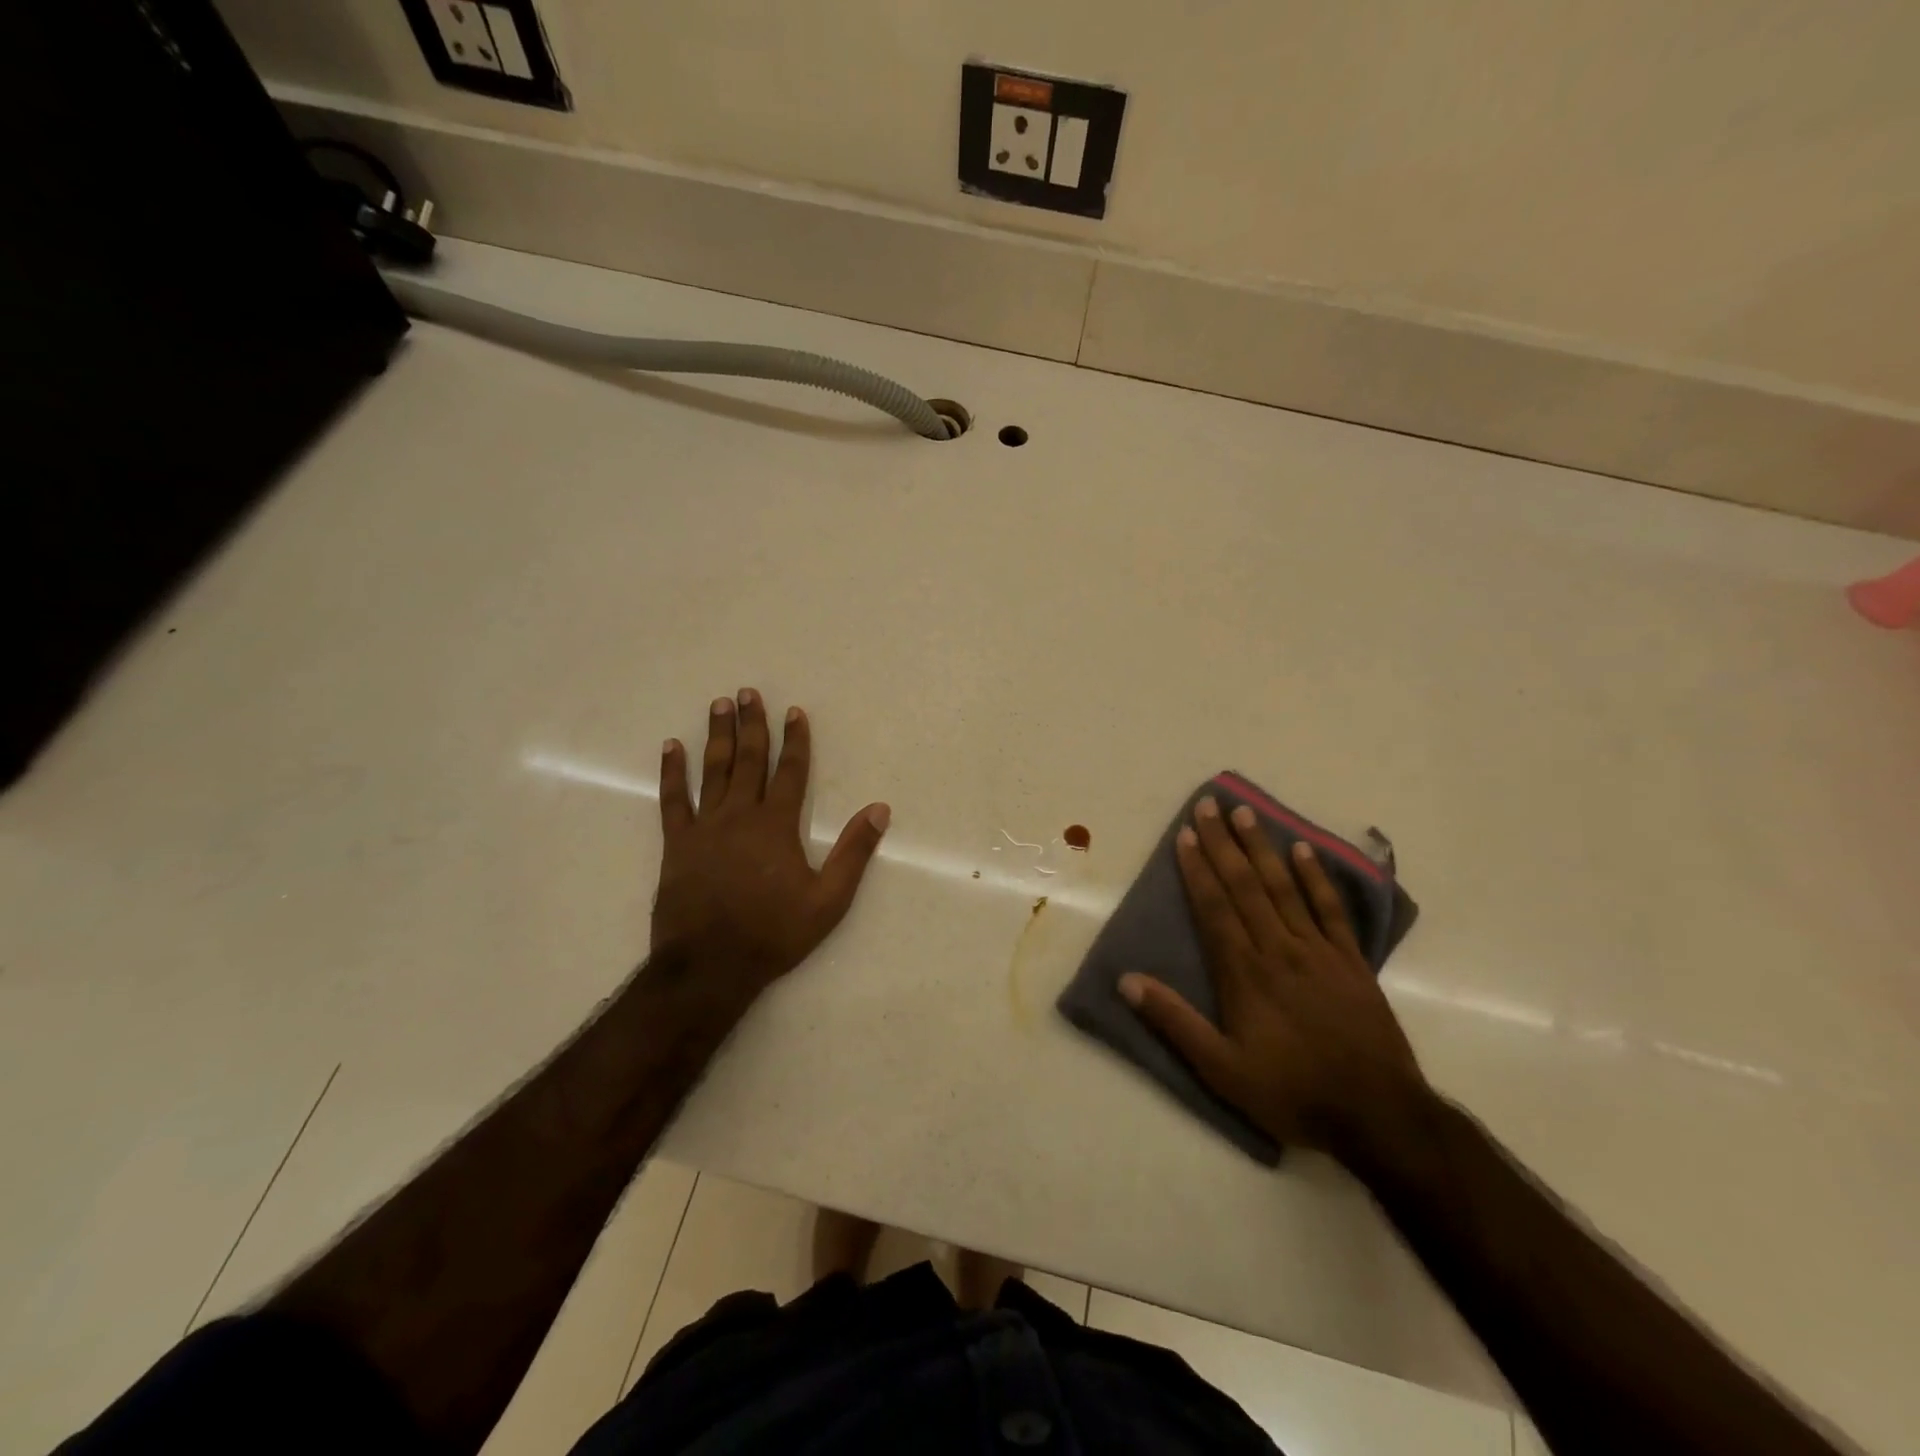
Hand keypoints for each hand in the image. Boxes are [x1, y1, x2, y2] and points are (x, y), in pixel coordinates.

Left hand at [654, 690, 889, 994]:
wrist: (709, 966)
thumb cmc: (773, 933)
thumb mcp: (828, 900)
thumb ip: (854, 852)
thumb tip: (879, 810)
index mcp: (777, 826)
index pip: (790, 772)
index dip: (794, 740)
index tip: (794, 711)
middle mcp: (740, 815)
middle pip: (748, 760)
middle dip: (751, 724)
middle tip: (747, 693)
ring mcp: (704, 827)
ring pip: (712, 771)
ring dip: (717, 736)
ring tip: (719, 705)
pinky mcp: (676, 844)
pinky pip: (673, 800)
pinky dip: (672, 773)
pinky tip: (671, 749)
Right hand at [1119, 796, 1428, 1158]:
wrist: (1379, 1117)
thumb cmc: (1292, 1093)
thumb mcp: (1221, 1069)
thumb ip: (1174, 1022)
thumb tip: (1126, 980)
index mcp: (1244, 972)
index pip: (1214, 907)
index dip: (1197, 869)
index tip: (1184, 835)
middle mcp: (1279, 949)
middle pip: (1245, 885)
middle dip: (1223, 843)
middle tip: (1209, 805)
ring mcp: (1319, 951)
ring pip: (1284, 887)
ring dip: (1262, 848)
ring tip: (1246, 813)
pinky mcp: (1352, 961)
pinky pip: (1330, 909)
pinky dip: (1316, 877)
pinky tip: (1304, 850)